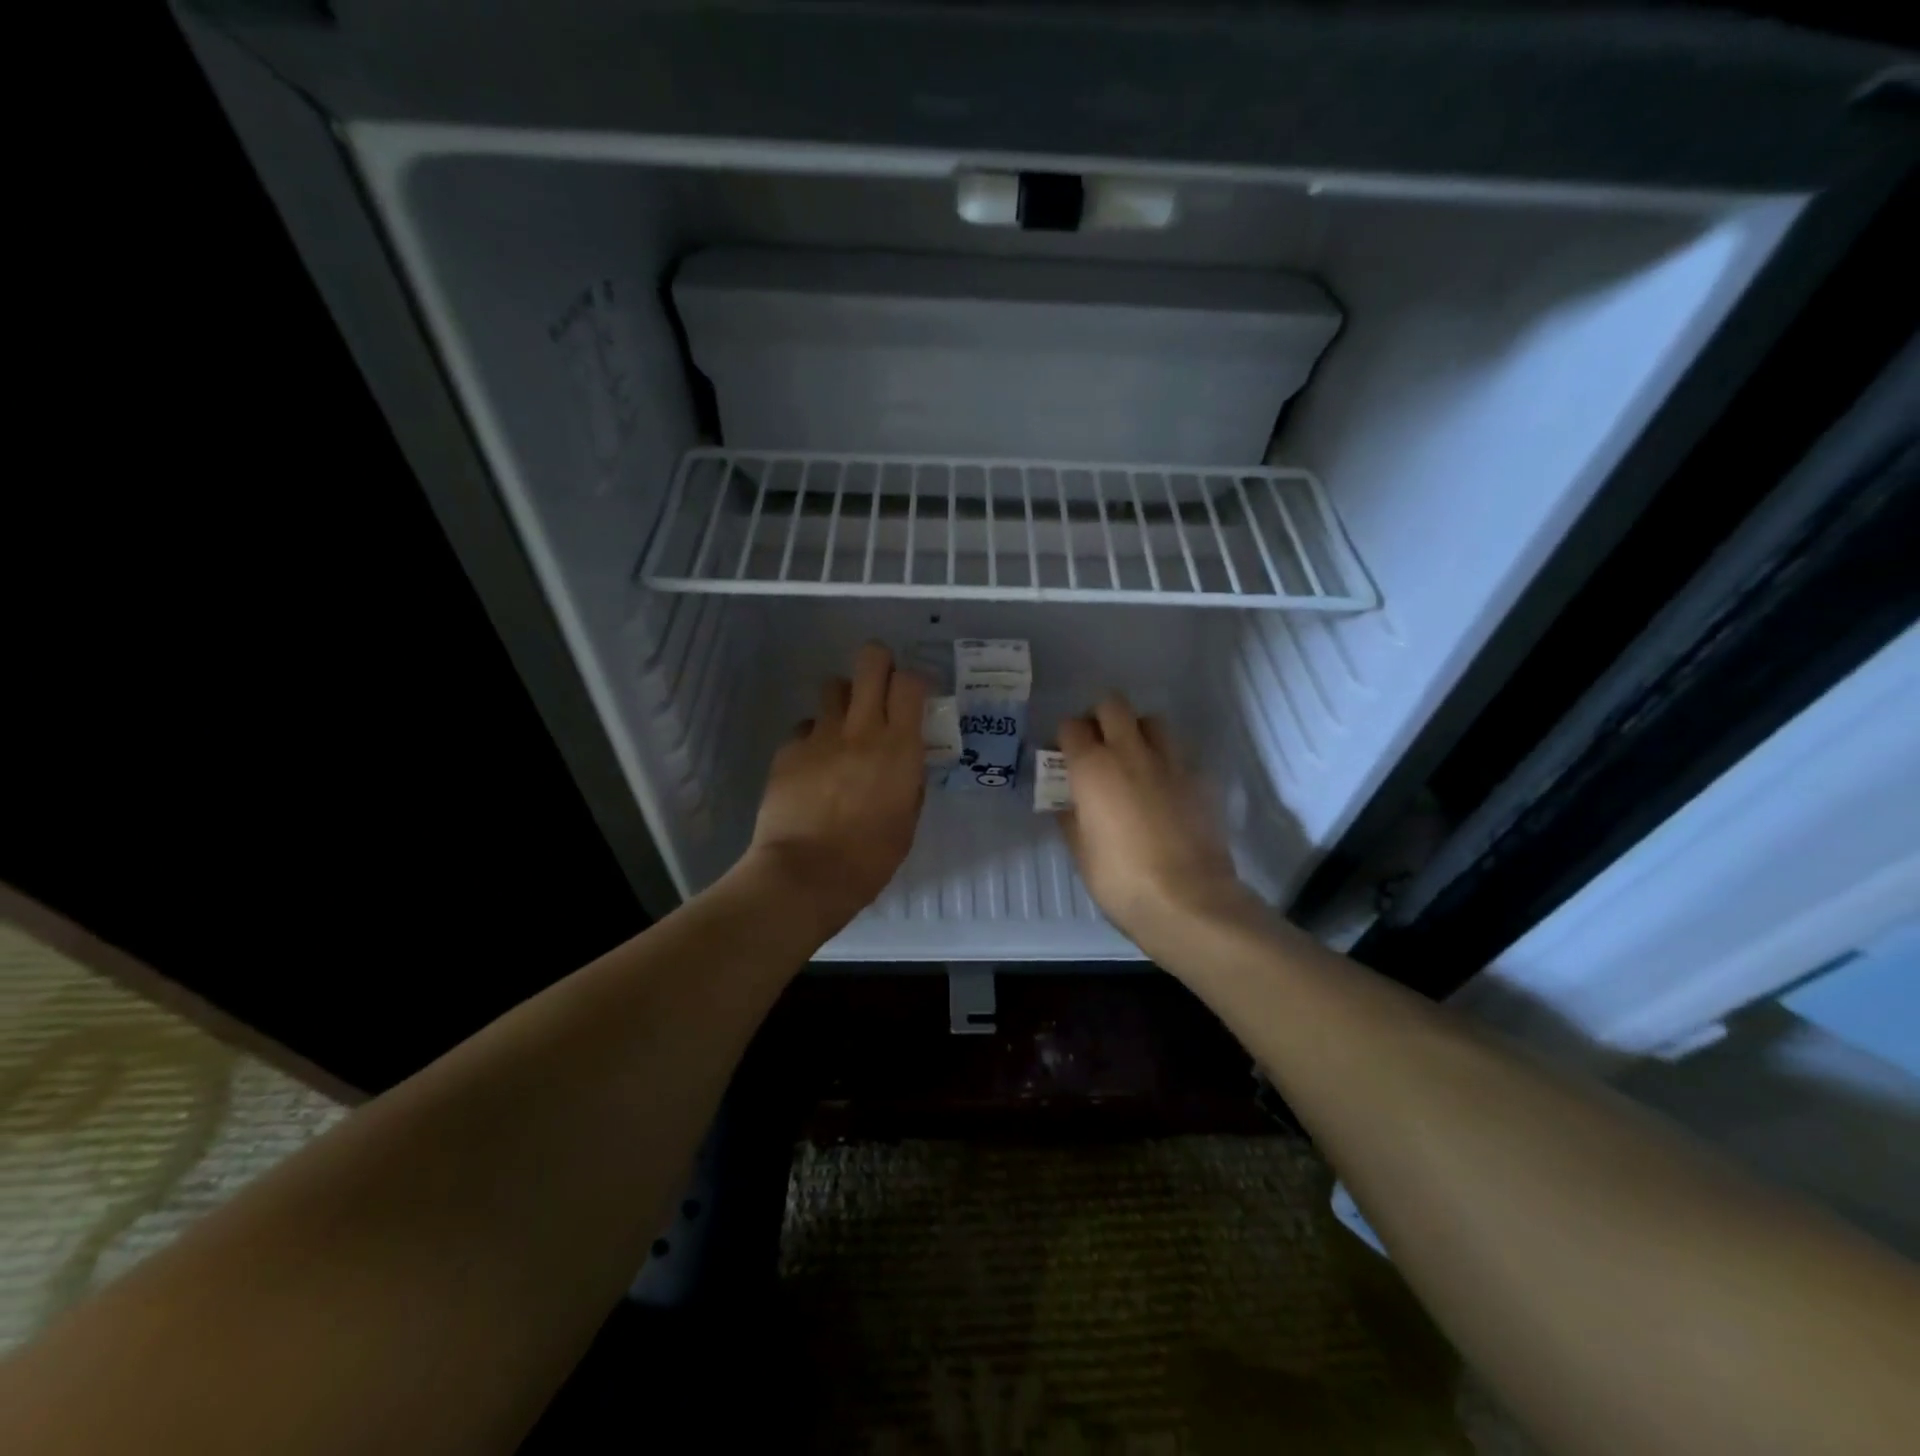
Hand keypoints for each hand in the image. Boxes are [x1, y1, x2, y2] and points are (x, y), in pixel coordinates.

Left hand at [742, 643, 927, 938]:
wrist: (805, 875)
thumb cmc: (869, 858)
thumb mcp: (907, 820)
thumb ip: (909, 781)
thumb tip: (905, 762)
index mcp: (899, 748)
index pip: (910, 682)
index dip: (914, 680)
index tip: (914, 695)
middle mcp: (861, 729)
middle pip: (870, 662)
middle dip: (878, 663)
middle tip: (880, 684)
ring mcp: (820, 736)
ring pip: (833, 686)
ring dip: (844, 699)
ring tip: (844, 726)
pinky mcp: (789, 750)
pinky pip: (806, 726)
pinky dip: (814, 737)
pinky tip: (814, 765)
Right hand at [1057, 695, 1258, 952]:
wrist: (1189, 900)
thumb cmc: (1121, 880)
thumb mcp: (1081, 853)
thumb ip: (1071, 818)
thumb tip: (1070, 803)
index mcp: (1092, 768)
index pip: (1072, 726)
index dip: (1065, 737)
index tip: (1064, 756)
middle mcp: (1130, 752)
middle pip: (1113, 705)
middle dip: (1100, 718)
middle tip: (1098, 746)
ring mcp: (1170, 762)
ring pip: (1152, 720)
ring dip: (1137, 731)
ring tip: (1133, 759)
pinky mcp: (1199, 778)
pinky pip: (1178, 752)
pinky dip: (1166, 759)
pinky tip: (1163, 787)